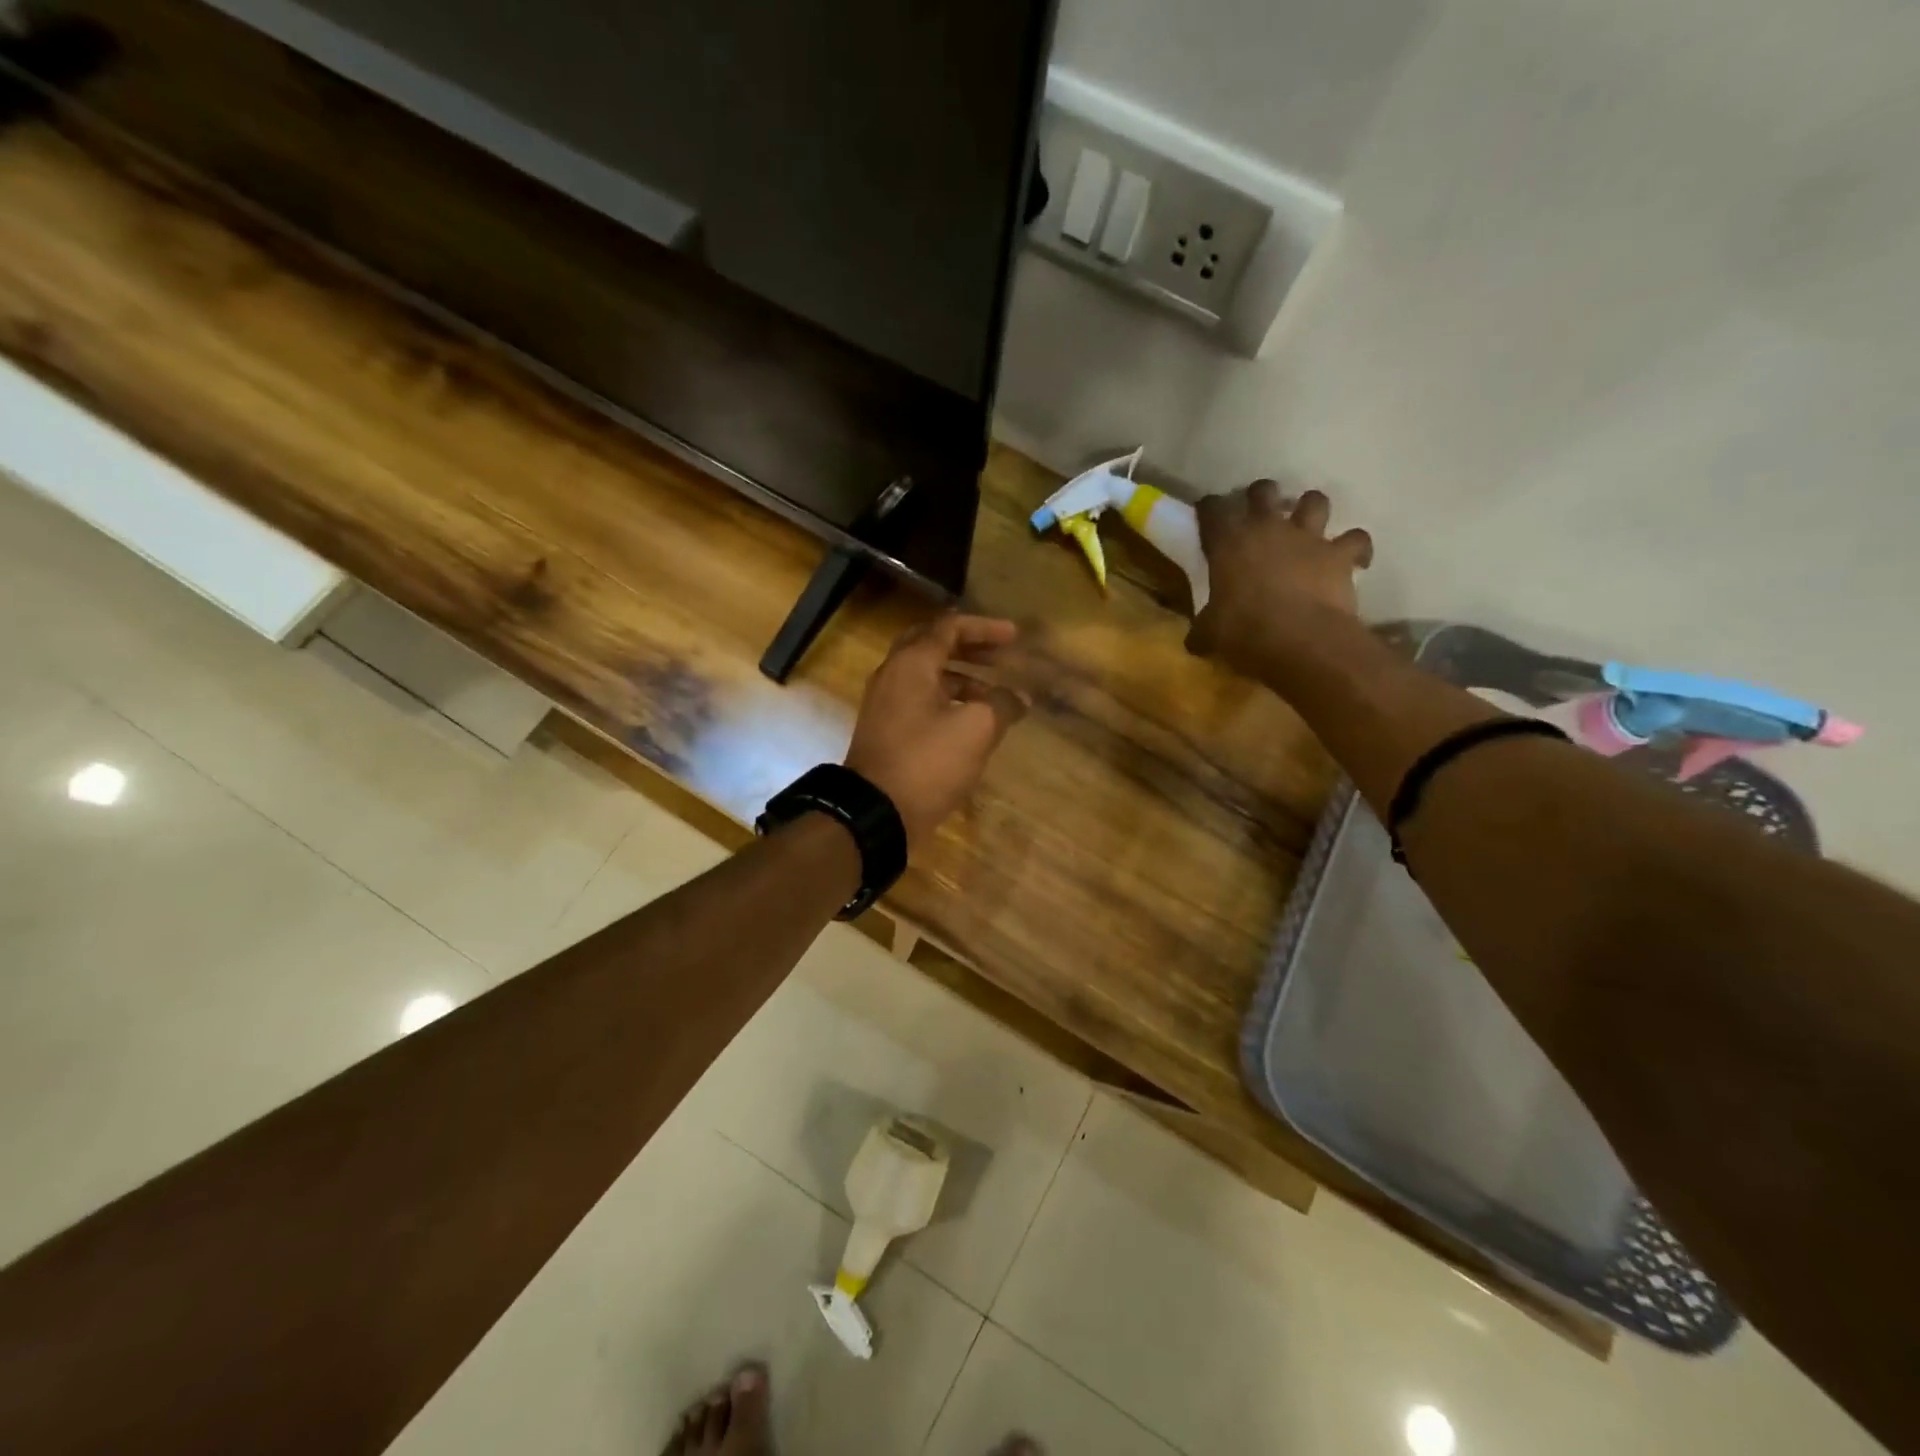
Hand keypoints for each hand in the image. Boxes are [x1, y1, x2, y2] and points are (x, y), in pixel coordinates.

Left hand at [844, 614, 1029, 853]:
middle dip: (970, 647)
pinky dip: (947, 701)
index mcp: (911, 664)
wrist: (875, 813)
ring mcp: (885, 704)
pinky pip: (919, 701)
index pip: (949, 627)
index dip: (985, 628)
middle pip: (933, 646)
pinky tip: (969, 721)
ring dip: (961, 678)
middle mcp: (893, 675)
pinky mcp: (886, 730)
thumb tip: (1019, 696)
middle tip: (1001, 656)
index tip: (1015, 637)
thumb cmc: (927, 762)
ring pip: (926, 676)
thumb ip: (1002, 705)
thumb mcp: (975, 730)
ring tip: (994, 694)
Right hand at [1185, 482, 1373, 680]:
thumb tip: (1195, 641)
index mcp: (1228, 542)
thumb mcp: (1210, 633)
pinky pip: (1356, 539)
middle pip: (1263, 490)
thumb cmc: (1244, 632)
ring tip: (1308, 527)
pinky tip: (1352, 559)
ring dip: (1311, 510)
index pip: (1212, 508)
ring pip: (1314, 500)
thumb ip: (1203, 628)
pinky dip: (1355, 547)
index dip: (1209, 509)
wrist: (1301, 640)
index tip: (1208, 516)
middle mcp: (1267, 528)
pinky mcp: (1340, 554)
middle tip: (1258, 515)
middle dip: (1260, 497)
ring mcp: (1308, 537)